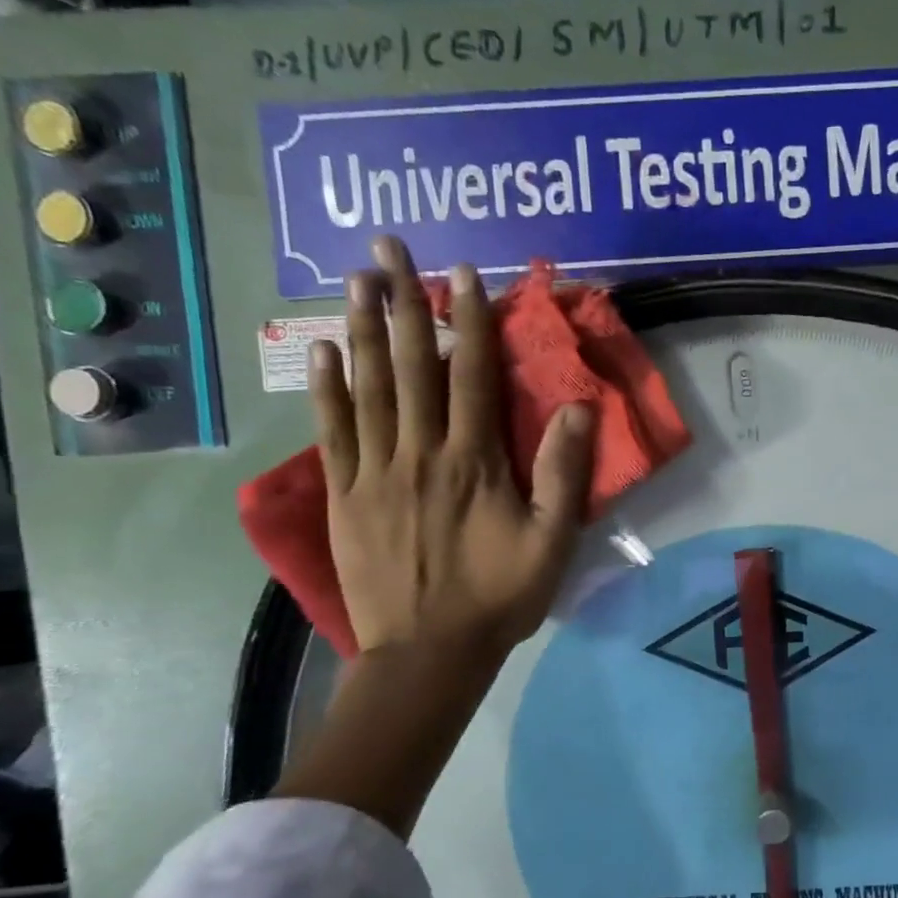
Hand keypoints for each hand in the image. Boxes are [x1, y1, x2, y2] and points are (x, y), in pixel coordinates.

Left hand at [310, 235, 593, 658]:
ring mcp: (375, 472)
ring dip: (361, 329)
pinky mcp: (346, 496)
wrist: (429, 652)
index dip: (467, 321)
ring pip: (367, 388)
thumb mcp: (552, 542)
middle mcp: (421, 453)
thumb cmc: (499, 596)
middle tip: (387, 246)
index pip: (471, 376)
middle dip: (401, 302)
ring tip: (355, 278)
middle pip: (410, 366)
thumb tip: (575, 407)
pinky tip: (321, 351)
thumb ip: (563, 474)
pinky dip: (326, 388)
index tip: (461, 274)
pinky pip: (332, 431)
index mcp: (474, 462)